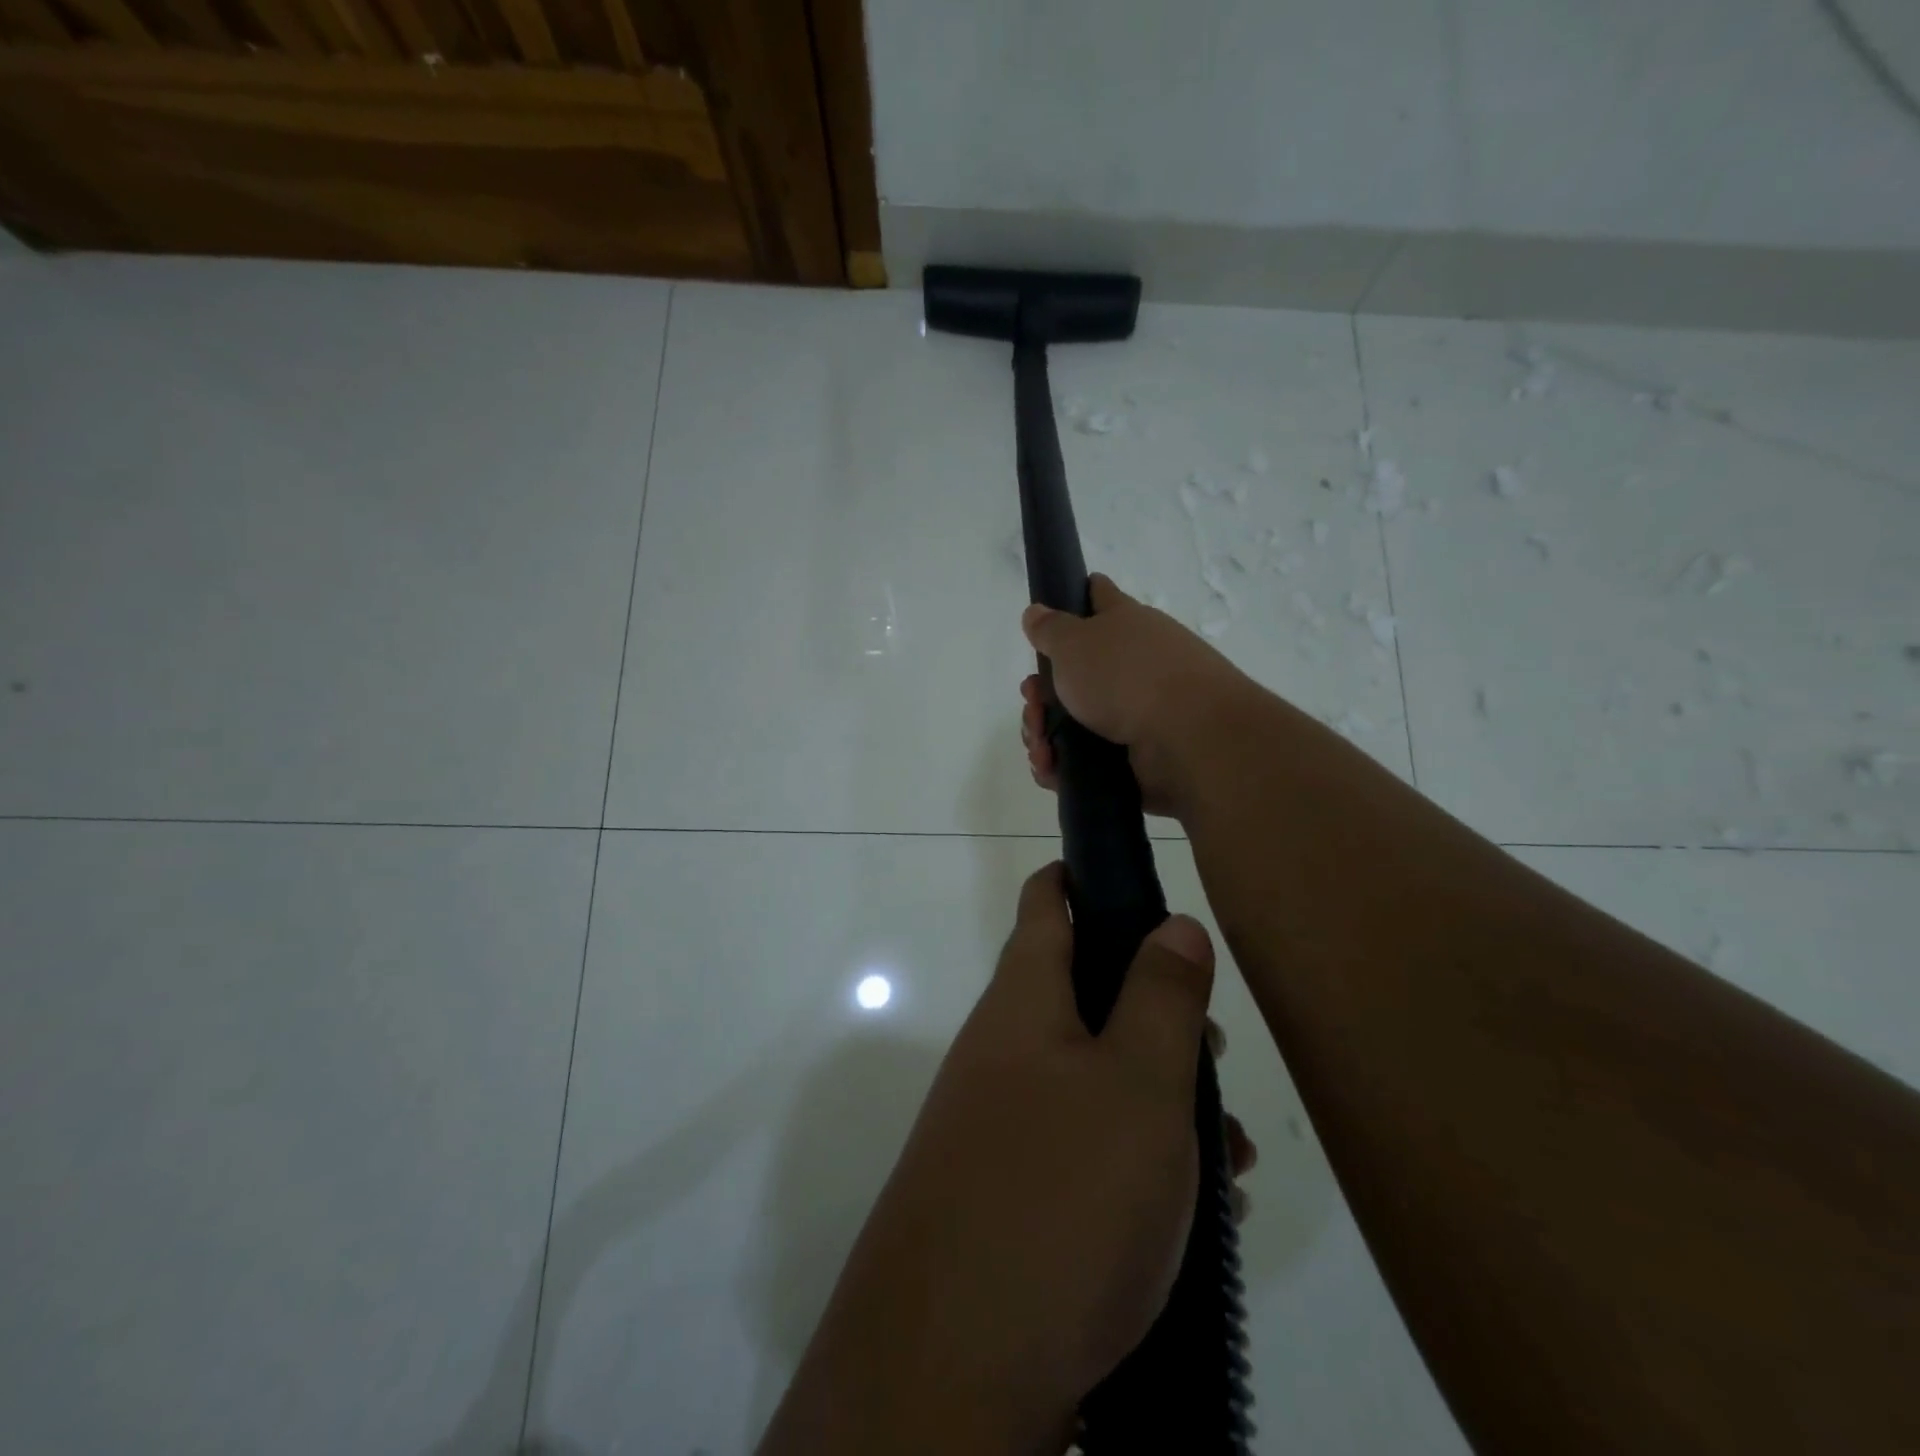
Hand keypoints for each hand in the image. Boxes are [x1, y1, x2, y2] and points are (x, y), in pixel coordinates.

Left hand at [761, 864, 1255, 1454]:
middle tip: (1215, 1047)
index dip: (1085, 875)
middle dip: (1151, 1005)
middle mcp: (1002, 1049)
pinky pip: (1079, 1142)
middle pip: (1080, 992)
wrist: (948, 1371)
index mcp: (1023, 1001)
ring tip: (1228, 1151)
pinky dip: (1134, 1153)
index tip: (1139, 879)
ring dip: (1157, 1093)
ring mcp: (998, 1120)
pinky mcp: (1006, 1190)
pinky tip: (1188, 1206)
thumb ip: (1161, 996)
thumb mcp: (1136, 1085)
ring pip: (1090, 1073)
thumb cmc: (1059, 1198)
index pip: (1046, 902)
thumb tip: (1174, 922)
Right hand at [1019, 575, 1251, 818]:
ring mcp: (1134, 713)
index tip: (1051, 615)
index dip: (1075, 599)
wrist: (1187, 738)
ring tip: (1040, 746)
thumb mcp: (1075, 641)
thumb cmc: (1127, 675)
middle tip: (1033, 704)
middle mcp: (1132, 665)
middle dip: (1040, 693)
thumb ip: (1049, 629)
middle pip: (1073, 674)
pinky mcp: (1133, 758)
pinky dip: (1061, 766)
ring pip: (1073, 721)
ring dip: (1044, 733)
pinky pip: (1084, 760)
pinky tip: (1049, 768)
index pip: (1098, 597)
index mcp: (1124, 625)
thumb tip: (1035, 612)